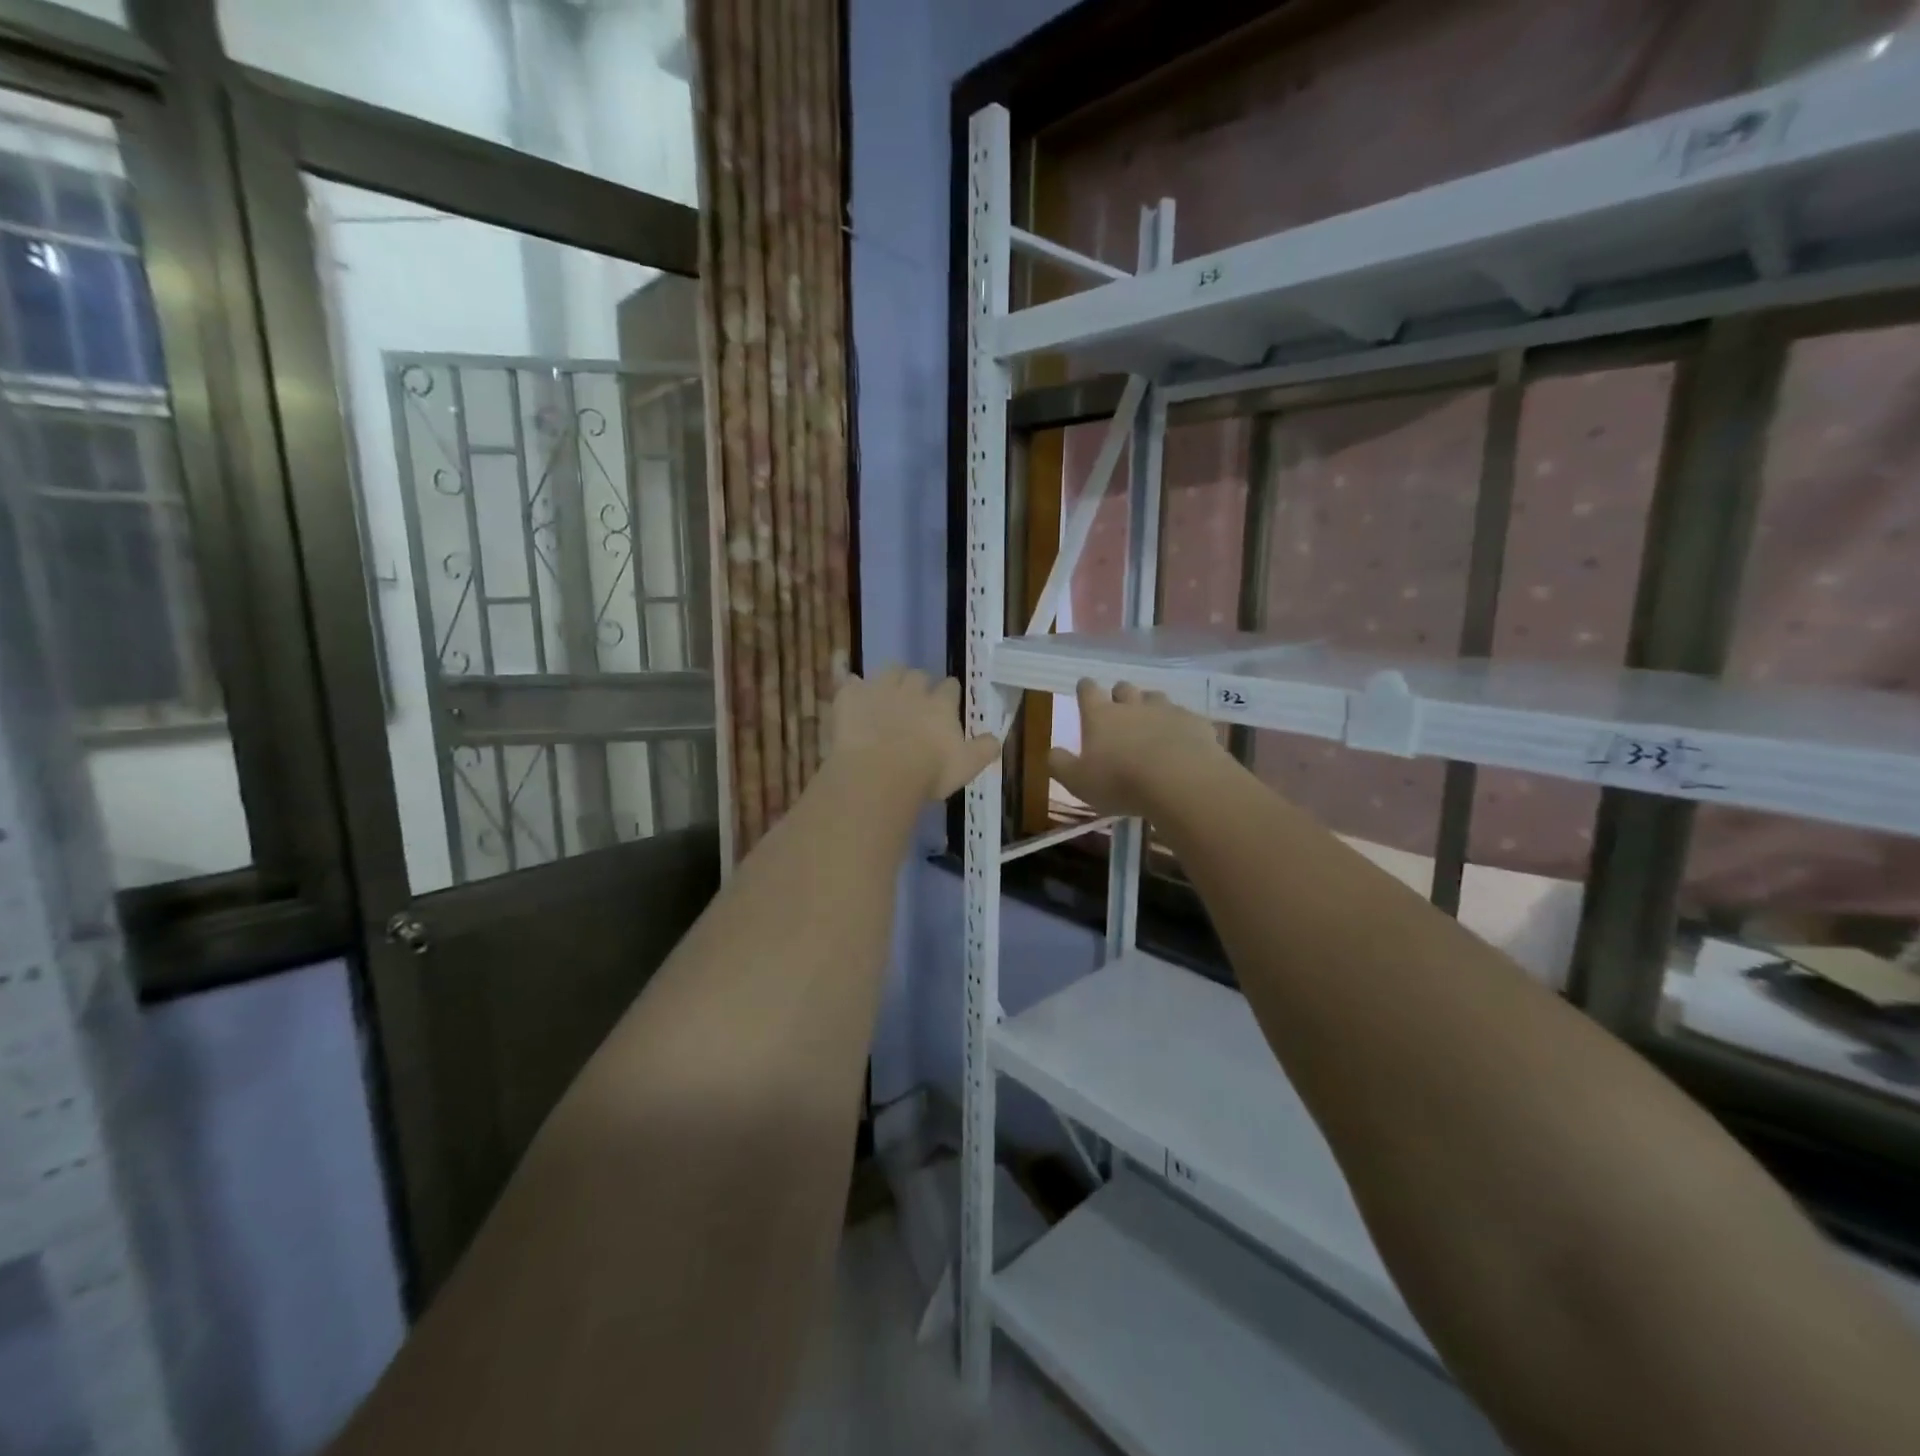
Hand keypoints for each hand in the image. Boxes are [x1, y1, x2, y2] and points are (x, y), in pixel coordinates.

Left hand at [827, 668, 1002, 801]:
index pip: (950, 687)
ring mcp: (879, 689)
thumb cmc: (928, 772)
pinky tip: (851, 693)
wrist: (879, 772)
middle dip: (918, 683)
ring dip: (889, 678)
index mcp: (941, 705)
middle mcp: (912, 689)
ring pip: (888, 671)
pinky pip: (851, 680)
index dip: (948, 692)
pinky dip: (853, 686)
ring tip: (886, 693)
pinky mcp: (851, 696)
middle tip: (914, 700)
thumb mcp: (966, 766)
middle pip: (918, 675)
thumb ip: (984, 750)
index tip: (946, 700)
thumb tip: (996, 739)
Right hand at [1049, 679, 1228, 819]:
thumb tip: (1052, 752)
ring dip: (1151, 706)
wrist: (1181, 781)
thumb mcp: (1078, 782)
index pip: (1088, 691)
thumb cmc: (1120, 782)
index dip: (1085, 688)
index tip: (1084, 687)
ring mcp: (1167, 710)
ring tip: (1151, 722)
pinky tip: (1182, 740)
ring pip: (1156, 697)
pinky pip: (1185, 717)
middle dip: (1120, 694)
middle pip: (1124, 688)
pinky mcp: (1195, 723)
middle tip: (1119, 706)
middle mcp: (1132, 705)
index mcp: (1100, 716)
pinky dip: (1180, 725)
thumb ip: (1060, 765)